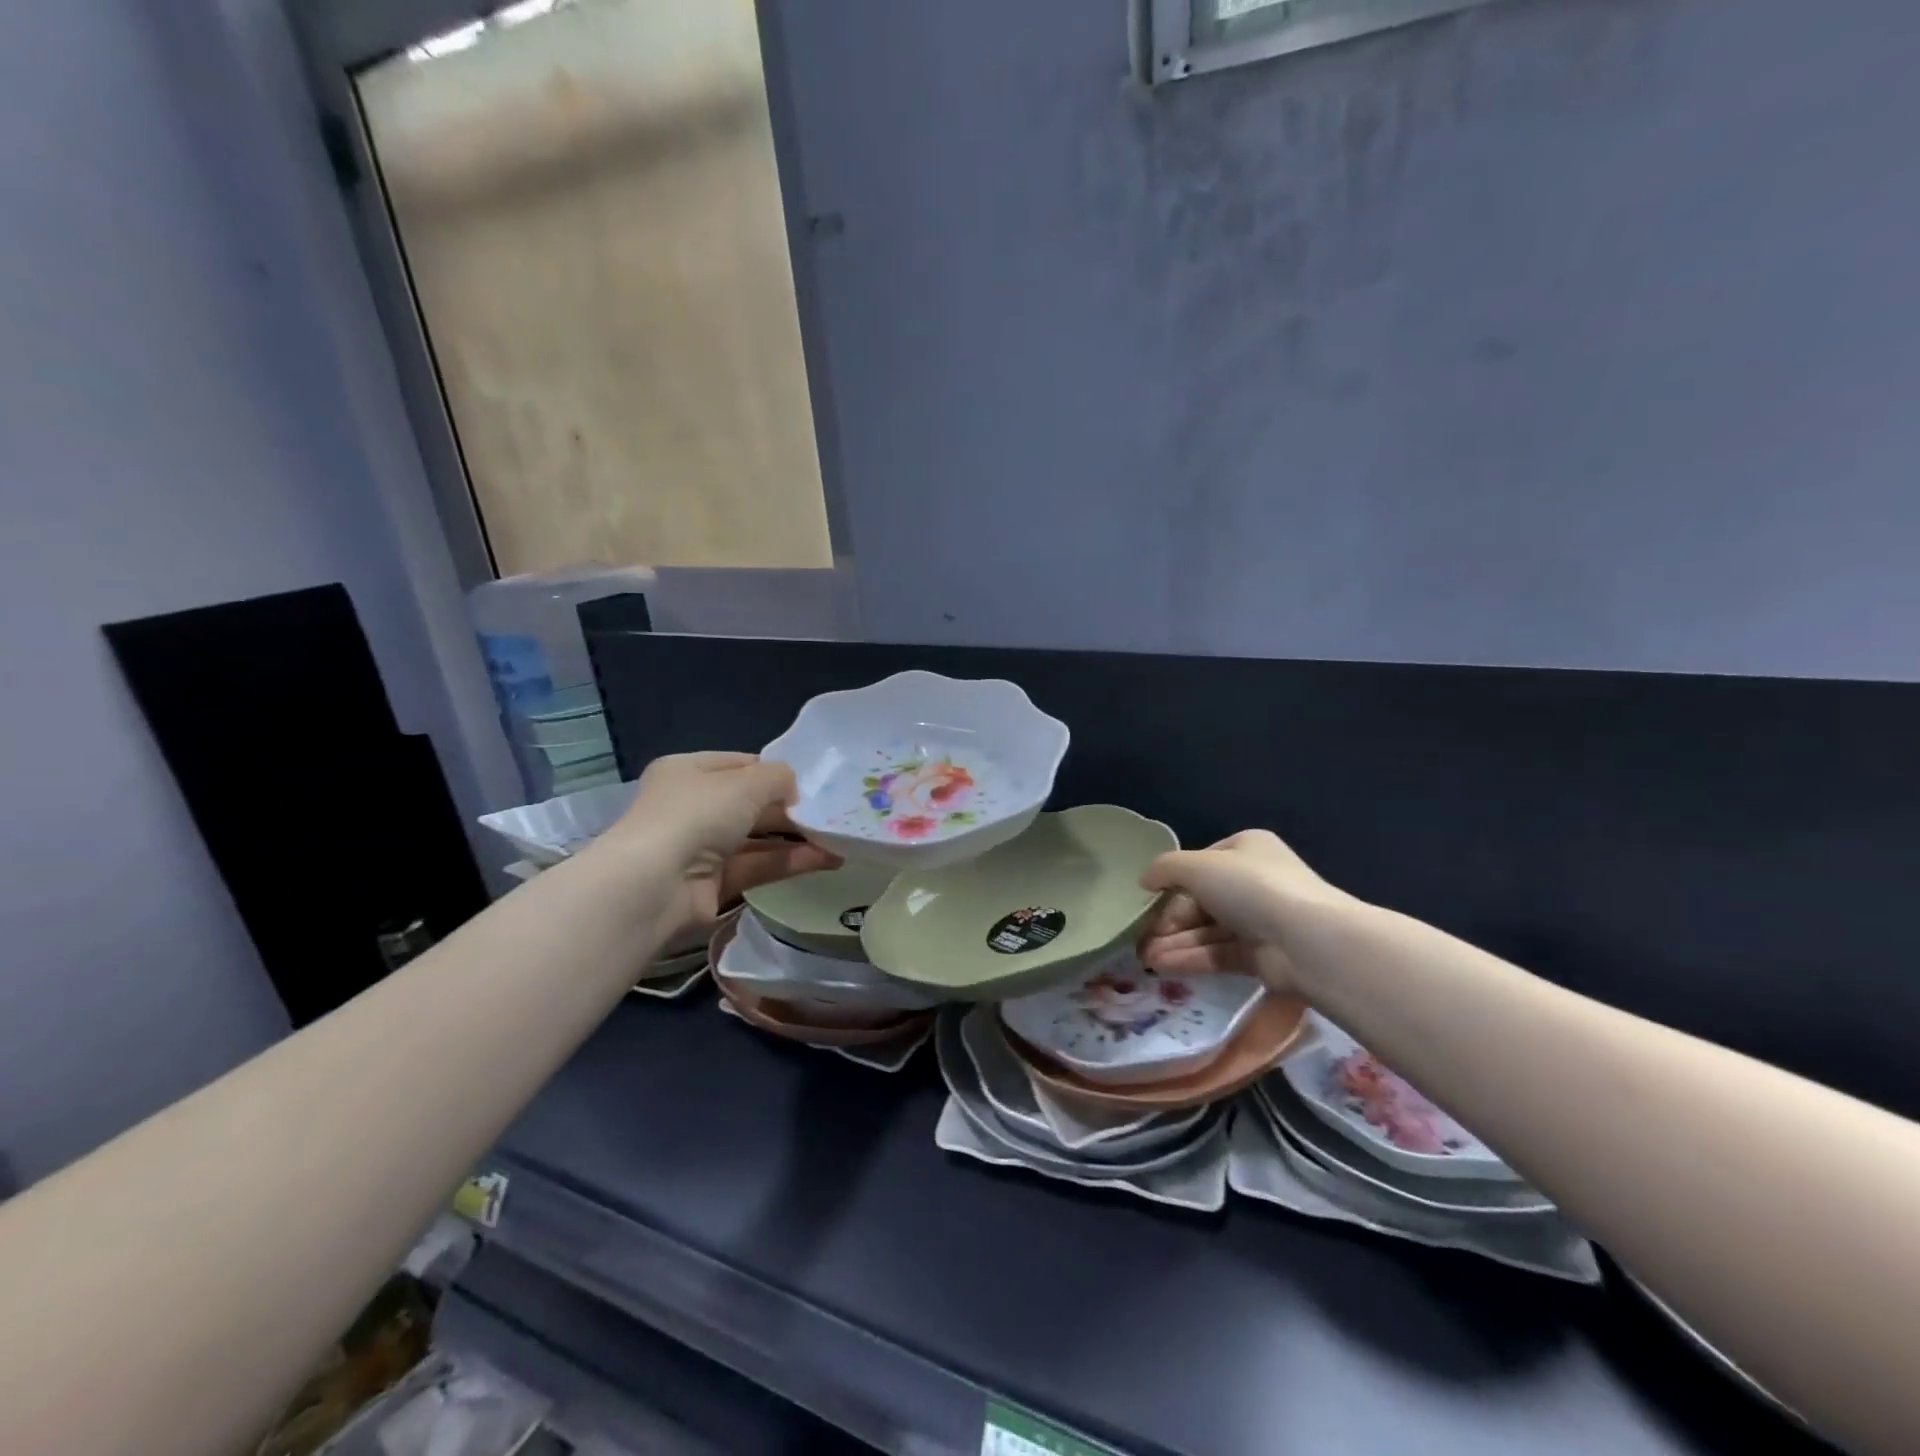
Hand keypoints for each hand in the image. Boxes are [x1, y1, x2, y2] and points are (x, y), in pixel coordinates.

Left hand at [607, 752, 839, 943]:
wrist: (655, 885)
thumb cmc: (697, 815)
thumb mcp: (745, 783)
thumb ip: (779, 778)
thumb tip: (794, 787)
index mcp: (688, 771)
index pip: (739, 765)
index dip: (774, 771)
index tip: (811, 781)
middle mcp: (691, 807)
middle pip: (750, 804)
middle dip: (790, 808)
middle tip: (831, 812)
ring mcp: (700, 848)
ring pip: (757, 839)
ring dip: (796, 838)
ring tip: (838, 838)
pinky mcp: (712, 885)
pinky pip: (757, 867)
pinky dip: (789, 862)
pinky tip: (825, 859)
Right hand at [1136, 830, 1348, 994]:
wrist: (1307, 941)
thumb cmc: (1250, 888)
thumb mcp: (1197, 866)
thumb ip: (1165, 869)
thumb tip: (1145, 880)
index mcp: (1246, 849)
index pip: (1200, 863)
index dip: (1172, 881)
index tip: (1149, 900)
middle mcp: (1255, 881)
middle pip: (1202, 900)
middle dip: (1170, 919)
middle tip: (1142, 936)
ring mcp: (1261, 920)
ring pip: (1208, 929)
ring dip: (1175, 942)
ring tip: (1146, 958)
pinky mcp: (1262, 956)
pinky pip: (1219, 953)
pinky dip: (1192, 958)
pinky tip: (1164, 966)